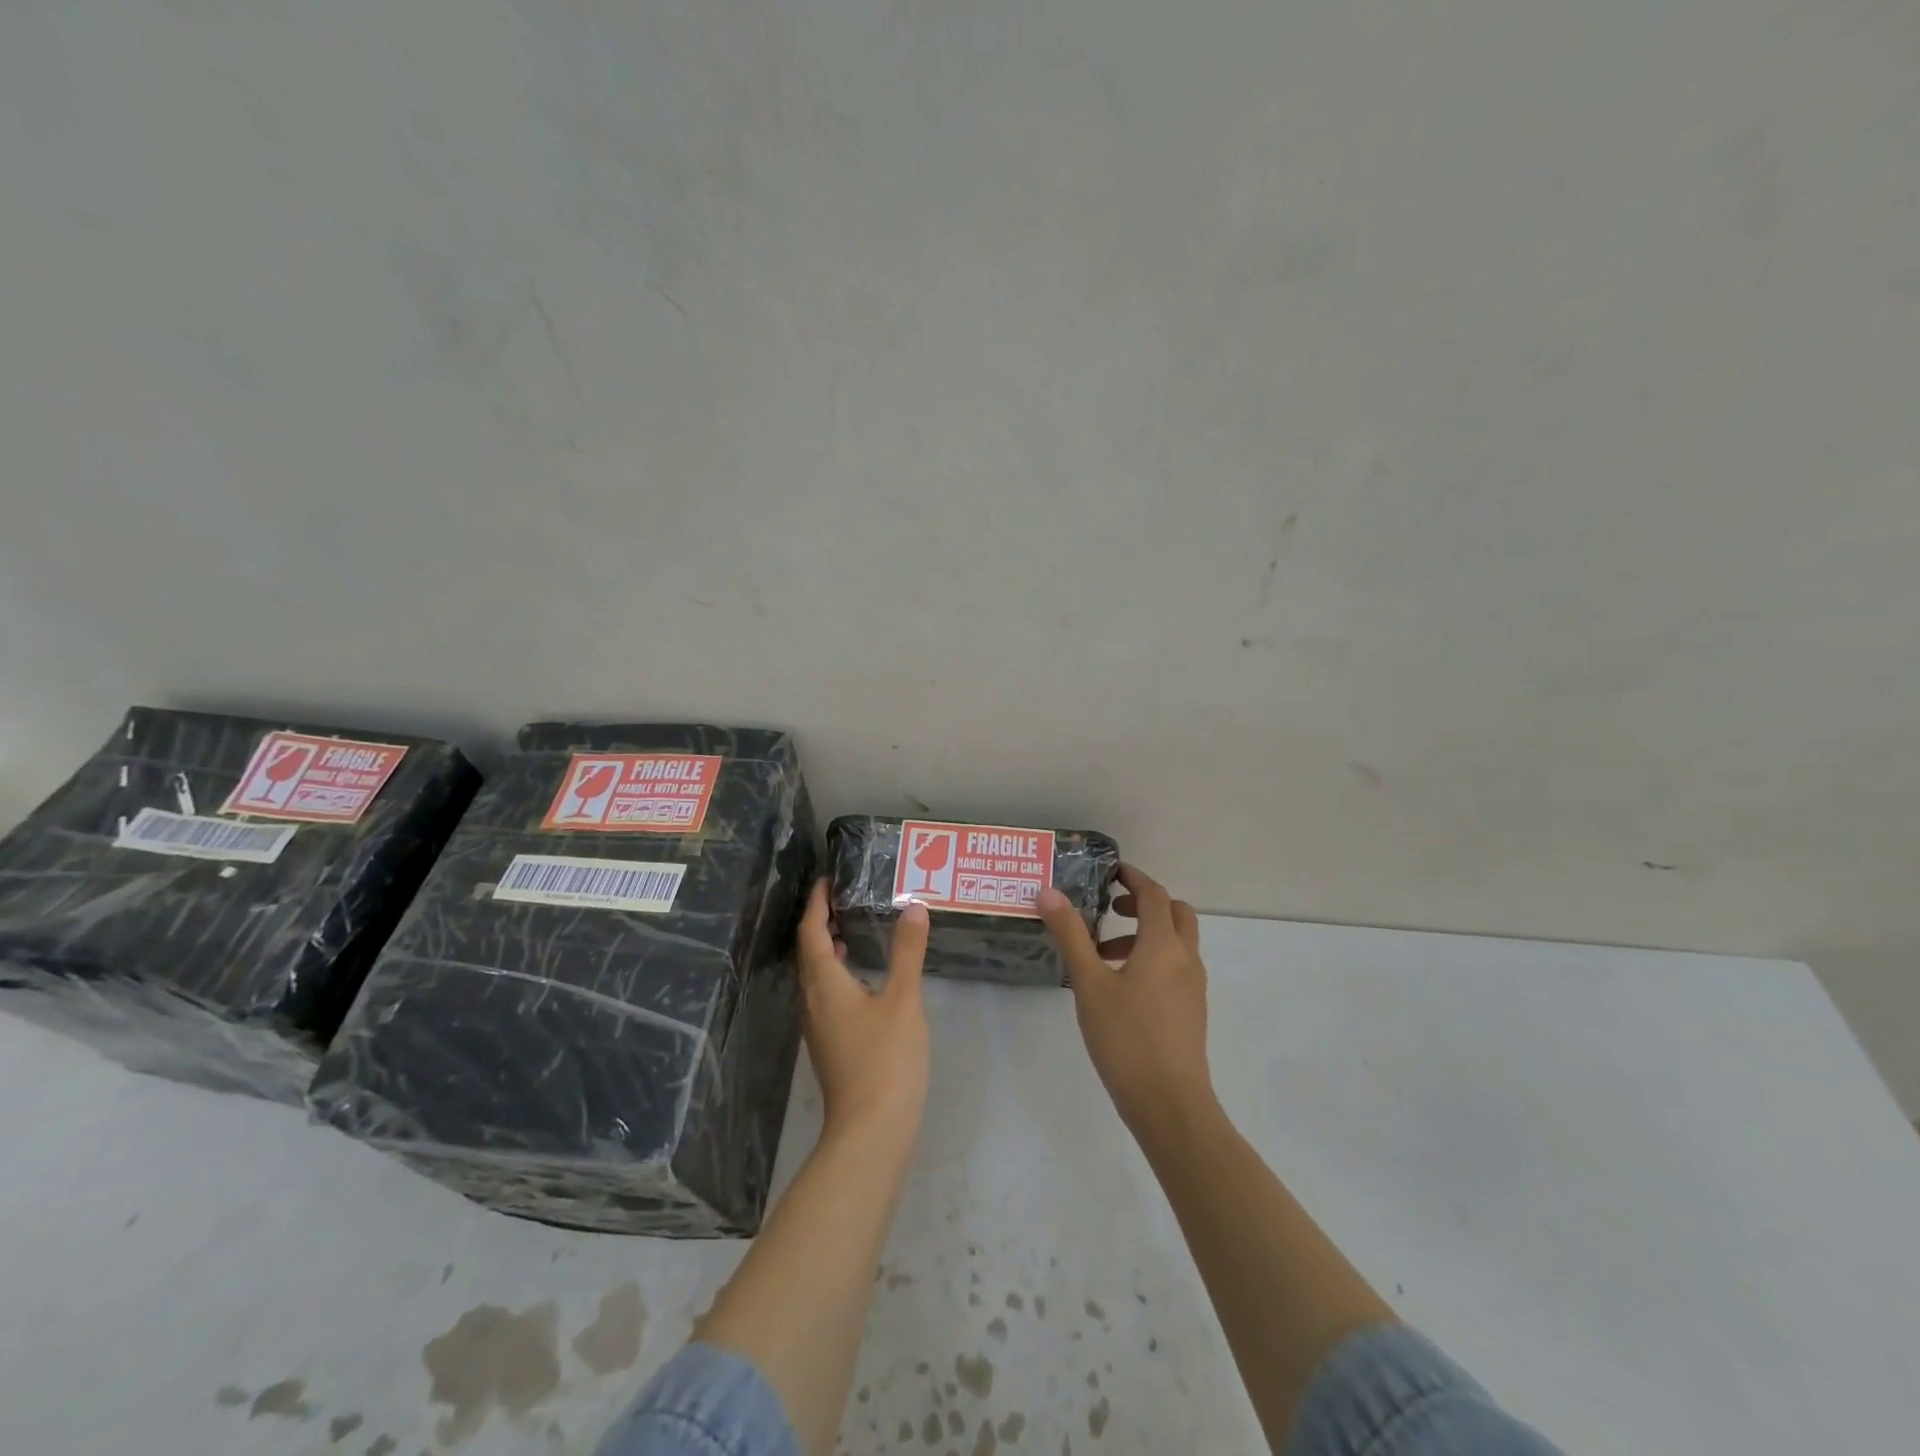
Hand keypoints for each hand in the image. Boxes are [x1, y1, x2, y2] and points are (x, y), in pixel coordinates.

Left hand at [797, 879, 930, 1143]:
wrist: (871, 1130)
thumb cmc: (885, 1058)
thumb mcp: (903, 999)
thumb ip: (907, 951)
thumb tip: (913, 907)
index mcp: (824, 984)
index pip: (811, 932)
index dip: (815, 904)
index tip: (825, 880)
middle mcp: (813, 1001)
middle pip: (809, 952)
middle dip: (820, 922)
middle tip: (841, 897)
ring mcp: (819, 1026)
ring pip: (816, 975)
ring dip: (828, 948)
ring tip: (851, 928)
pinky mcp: (830, 1043)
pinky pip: (825, 993)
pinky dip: (837, 971)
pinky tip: (861, 976)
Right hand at [1038, 865, 1214, 1141]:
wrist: (1170, 1105)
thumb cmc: (1126, 1039)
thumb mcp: (1089, 984)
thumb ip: (1070, 935)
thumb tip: (1048, 892)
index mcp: (1163, 945)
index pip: (1154, 895)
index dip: (1134, 878)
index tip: (1110, 872)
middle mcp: (1185, 959)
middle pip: (1175, 913)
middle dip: (1145, 903)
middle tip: (1110, 910)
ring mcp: (1193, 986)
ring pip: (1176, 941)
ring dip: (1145, 933)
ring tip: (1103, 955)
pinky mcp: (1192, 1010)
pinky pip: (1175, 966)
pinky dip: (1153, 957)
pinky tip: (1121, 987)